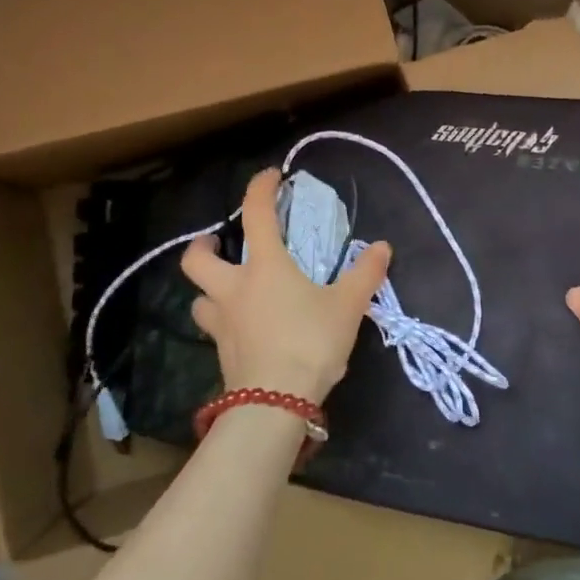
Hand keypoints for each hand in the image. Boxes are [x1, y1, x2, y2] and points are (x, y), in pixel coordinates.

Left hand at [181, 169, 391, 404]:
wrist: (276, 403)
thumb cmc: (310, 342)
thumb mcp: (347, 306)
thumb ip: (365, 273)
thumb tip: (382, 246)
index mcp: (264, 267)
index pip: (256, 214)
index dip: (260, 188)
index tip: (271, 176)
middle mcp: (234, 289)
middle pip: (197, 259)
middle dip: (203, 246)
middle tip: (219, 243)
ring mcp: (222, 324)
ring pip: (199, 298)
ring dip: (209, 289)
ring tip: (229, 290)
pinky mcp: (222, 354)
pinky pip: (214, 329)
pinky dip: (223, 321)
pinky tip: (243, 329)